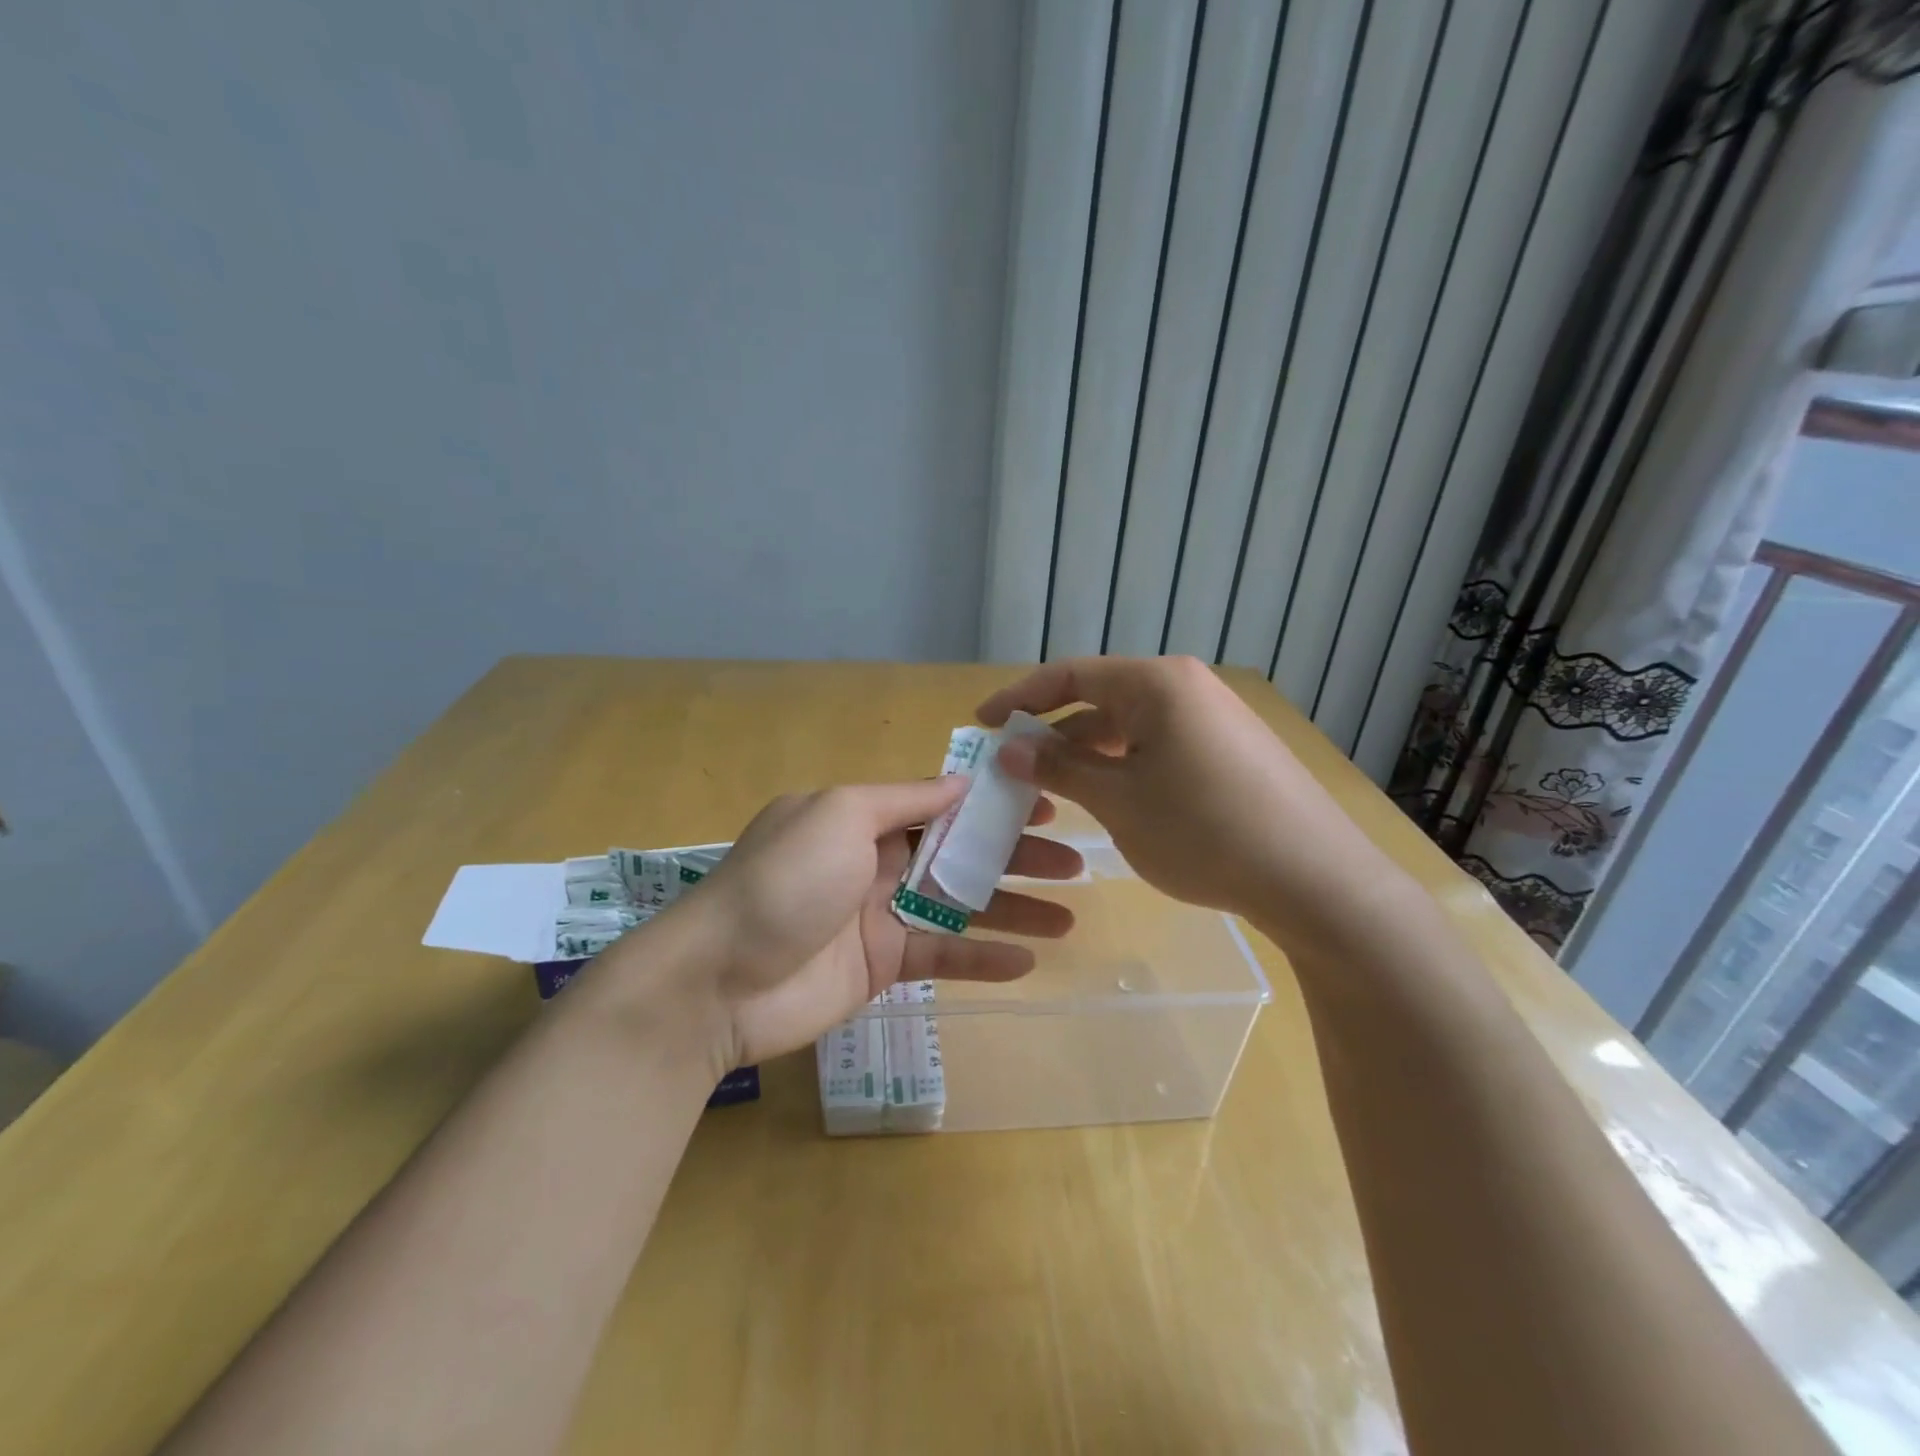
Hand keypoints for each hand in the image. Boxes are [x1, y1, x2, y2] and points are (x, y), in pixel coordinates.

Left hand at [681, 780, 1082, 1067]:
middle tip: (1075, 864)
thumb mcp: (839, 815)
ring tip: (1070, 917)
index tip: (1046, 806)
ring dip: (1014, 909)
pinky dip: (983, 959)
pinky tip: (1027, 960)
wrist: (718, 980)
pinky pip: (942, 958)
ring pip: (962, 907)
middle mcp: (878, 861)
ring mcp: (882, 916)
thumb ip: (904, 799)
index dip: (994, 805)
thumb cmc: (784, 881)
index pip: (943, 805)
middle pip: (962, 855)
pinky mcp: (883, 967)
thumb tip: (962, 780)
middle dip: (1017, 857)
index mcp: (865, 818)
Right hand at [978, 657, 1382, 924]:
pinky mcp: (1231, 750)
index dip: (1019, 697)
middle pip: (1101, 699)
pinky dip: (1126, 766)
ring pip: (1132, 727)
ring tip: (1057, 791)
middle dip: (1054, 733)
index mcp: (1156, 683)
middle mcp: (1187, 687)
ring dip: (1090, 754)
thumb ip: (1058, 767)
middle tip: (1015, 767)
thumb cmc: (1203, 831)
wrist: (1315, 879)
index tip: (980, 722)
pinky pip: (1161, 746)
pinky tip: (1113, 800)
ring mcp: (1214, 717)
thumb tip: (1009, 747)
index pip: (1070, 675)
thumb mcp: (1118, 801)